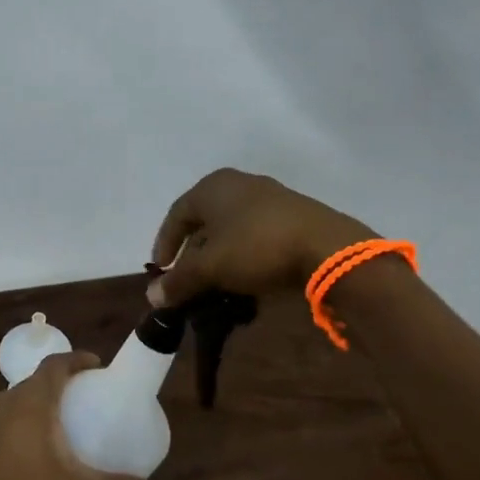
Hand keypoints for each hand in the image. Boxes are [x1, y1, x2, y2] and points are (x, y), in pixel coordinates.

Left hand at [0, 352, 150, 479]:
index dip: (78, 359)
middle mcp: (8, 401)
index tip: (99, 366)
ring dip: (45, 401)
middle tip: (90, 395)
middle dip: (65, 381)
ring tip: (69, 419)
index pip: (55, 364)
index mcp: (31, 401)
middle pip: (39, 379)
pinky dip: (30, 418)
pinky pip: (11, 415)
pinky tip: (42, 445)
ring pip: (23, 397)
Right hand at [149, 168, 372, 306]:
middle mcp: (238, 183)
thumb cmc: (257, 248)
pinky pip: (254, 234)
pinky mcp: (292, 214)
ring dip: (218, 256)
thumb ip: (179, 281)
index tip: (161, 271)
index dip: (164, 244)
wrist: (327, 248)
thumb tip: (152, 296)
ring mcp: (268, 197)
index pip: (176, 215)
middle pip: (203, 221)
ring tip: (214, 282)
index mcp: (212, 187)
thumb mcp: (210, 268)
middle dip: (192, 253)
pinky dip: (242, 254)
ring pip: (230, 228)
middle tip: (186, 279)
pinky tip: (245, 277)